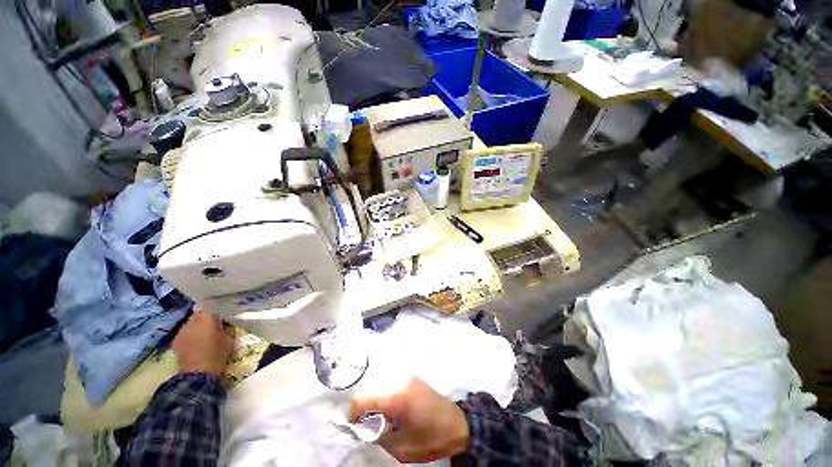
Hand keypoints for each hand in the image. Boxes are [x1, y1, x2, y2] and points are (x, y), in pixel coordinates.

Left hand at [172, 309, 232, 376]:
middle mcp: (192, 321)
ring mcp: (182, 331)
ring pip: (191, 322)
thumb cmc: (218, 353)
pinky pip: (185, 332)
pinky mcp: (176, 340)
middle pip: (199, 313)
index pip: (211, 305)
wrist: (198, 373)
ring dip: (197, 325)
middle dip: (205, 315)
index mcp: (208, 318)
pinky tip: (195, 340)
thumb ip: (224, 326)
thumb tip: (222, 322)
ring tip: (204, 331)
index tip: (221, 310)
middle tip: (213, 320)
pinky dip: (190, 333)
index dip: (216, 307)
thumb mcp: (229, 337)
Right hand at [349, 376, 469, 462]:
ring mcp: (406, 375)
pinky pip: (390, 383)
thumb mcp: (401, 448)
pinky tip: (393, 409)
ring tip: (383, 417)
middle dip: (366, 408)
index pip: (361, 399)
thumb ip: (378, 435)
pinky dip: (385, 395)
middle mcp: (399, 379)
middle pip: (370, 390)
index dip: (353, 414)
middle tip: (370, 424)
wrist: (458, 424)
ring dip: (376, 401)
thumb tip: (365, 426)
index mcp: (395, 397)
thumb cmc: (431, 438)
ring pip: (379, 385)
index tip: (356, 426)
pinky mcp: (412, 376)